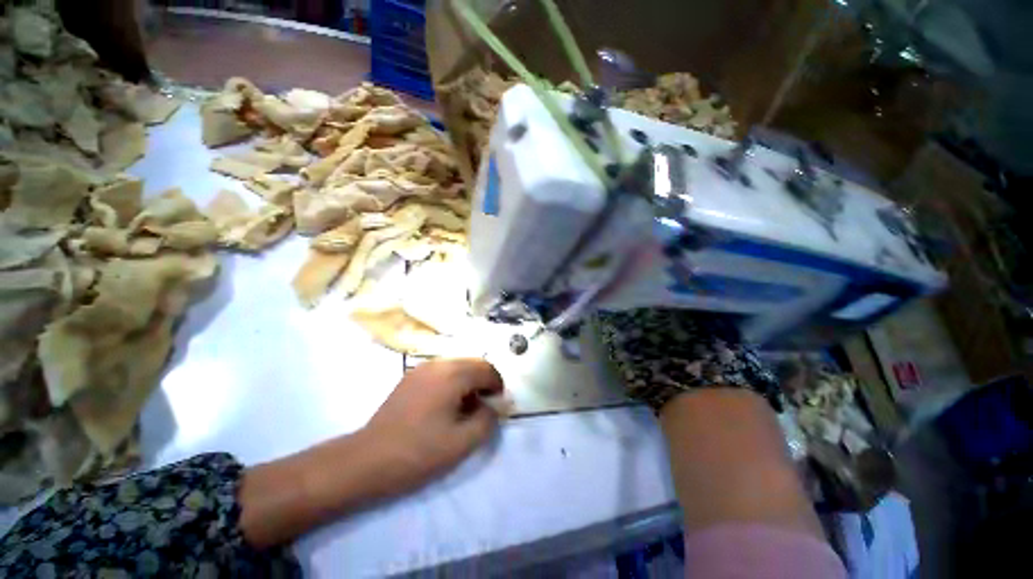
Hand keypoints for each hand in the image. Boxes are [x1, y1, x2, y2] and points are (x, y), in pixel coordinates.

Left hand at [362, 358, 504, 491]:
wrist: (367, 459)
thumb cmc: (418, 452)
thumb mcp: (462, 443)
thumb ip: (487, 420)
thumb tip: (493, 406)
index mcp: (452, 375)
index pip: (486, 369)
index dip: (497, 385)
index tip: (498, 404)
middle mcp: (438, 364)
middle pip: (472, 363)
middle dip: (484, 380)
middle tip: (485, 404)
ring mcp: (422, 368)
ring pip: (457, 365)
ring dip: (469, 380)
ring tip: (467, 405)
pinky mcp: (411, 377)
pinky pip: (442, 371)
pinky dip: (453, 381)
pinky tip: (447, 403)